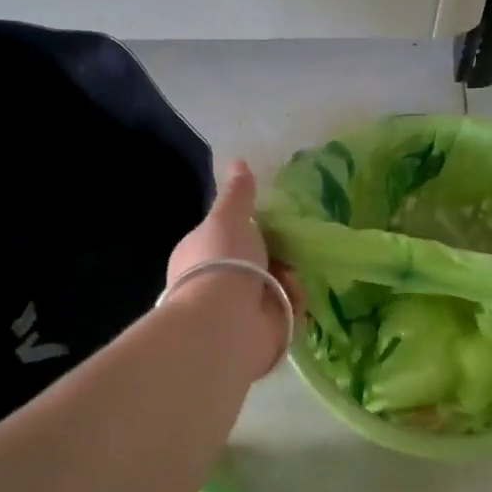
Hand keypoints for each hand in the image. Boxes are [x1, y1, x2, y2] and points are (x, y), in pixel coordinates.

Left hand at [164, 160, 301, 379]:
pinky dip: (293, 303)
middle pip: (257, 263)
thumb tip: (238, 160)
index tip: (270, 225)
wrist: (226, 322)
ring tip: (290, 277)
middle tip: (290, 248)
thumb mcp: (228, 218)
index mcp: (199, 256)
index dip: (250, 231)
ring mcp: (239, 310)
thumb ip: (237, 194)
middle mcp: (216, 284)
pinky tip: (293, 298)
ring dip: (287, 280)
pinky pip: (287, 310)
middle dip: (276, 256)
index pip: (228, 239)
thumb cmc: (221, 262)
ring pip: (276, 286)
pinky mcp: (263, 331)